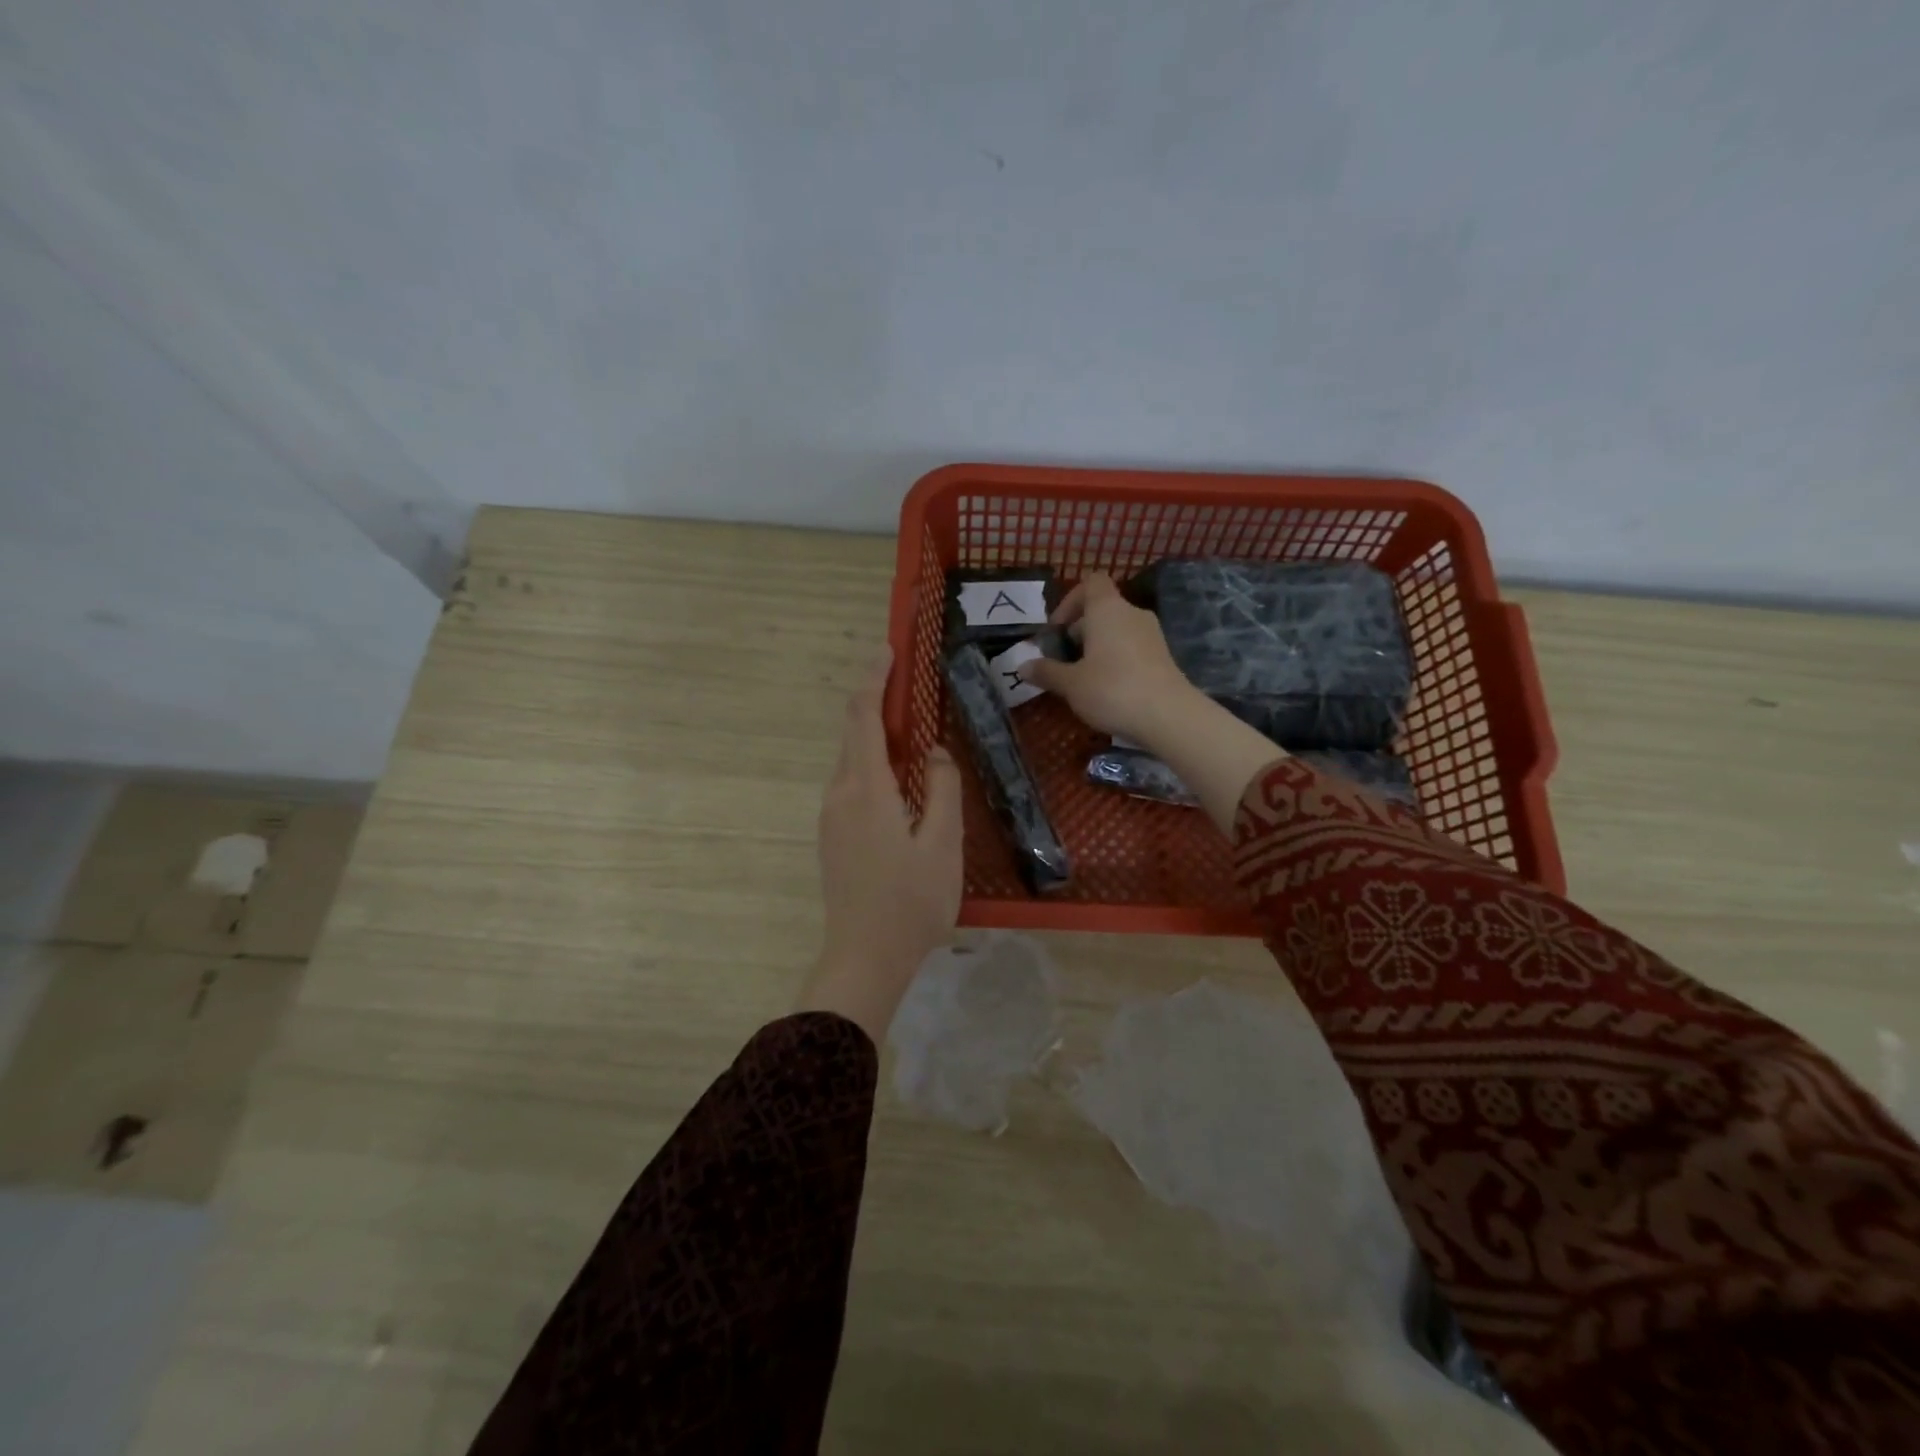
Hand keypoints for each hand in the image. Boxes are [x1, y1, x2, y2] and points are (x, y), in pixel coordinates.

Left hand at [799, 647, 963, 1042]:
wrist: (864, 958)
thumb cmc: (911, 903)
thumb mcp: (942, 844)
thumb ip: (942, 789)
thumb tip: (932, 752)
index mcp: (866, 789)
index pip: (863, 717)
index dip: (874, 679)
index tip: (887, 649)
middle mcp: (840, 794)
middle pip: (853, 734)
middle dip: (876, 702)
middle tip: (907, 683)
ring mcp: (831, 817)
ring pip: (852, 761)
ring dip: (877, 737)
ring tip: (912, 731)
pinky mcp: (833, 836)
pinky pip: (852, 784)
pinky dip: (873, 765)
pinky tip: (899, 780)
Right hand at [1016, 573, 1201, 742]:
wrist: (1169, 716)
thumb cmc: (1112, 690)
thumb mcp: (1071, 684)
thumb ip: (1046, 672)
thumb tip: (1022, 666)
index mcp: (1107, 609)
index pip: (1091, 582)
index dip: (1070, 601)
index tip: (1057, 630)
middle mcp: (1131, 613)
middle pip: (1102, 608)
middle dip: (1080, 630)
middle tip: (1064, 660)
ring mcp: (1152, 634)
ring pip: (1117, 630)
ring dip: (1097, 647)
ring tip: (1083, 678)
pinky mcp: (1163, 656)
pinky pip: (1132, 648)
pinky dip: (1116, 660)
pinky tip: (1108, 689)